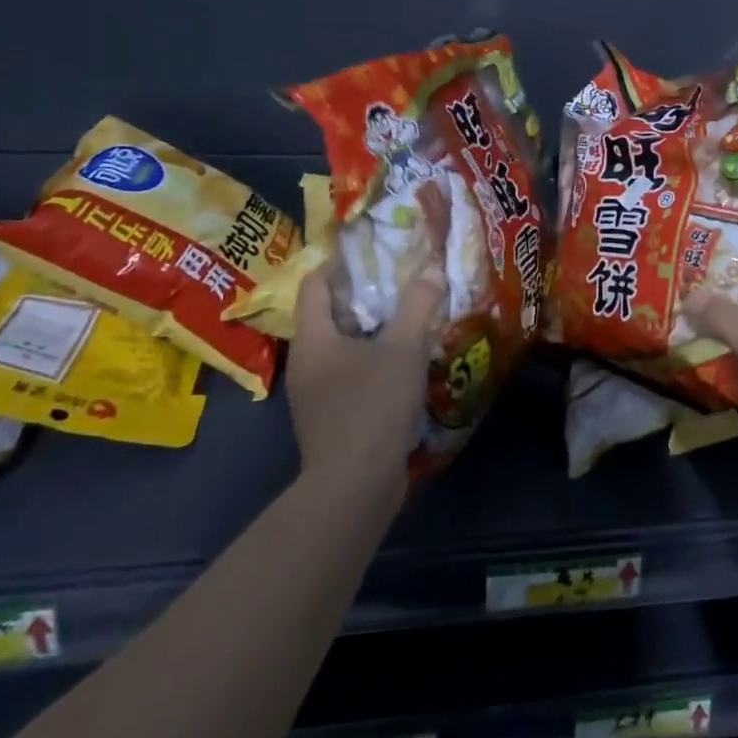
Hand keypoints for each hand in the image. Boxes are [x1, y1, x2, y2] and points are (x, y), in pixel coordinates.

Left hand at [287, 265, 444, 498]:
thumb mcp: (403, 349)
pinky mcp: (332, 419)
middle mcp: (307, 364)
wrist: (354, 487)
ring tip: (409, 316)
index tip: (372, 250)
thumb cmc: (371, 406)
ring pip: (343, 347)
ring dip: (372, 331)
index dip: (339, 263)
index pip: (314, 285)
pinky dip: (373, 361)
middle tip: (401, 279)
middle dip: (363, 296)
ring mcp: (316, 395)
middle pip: (329, 315)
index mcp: (314, 340)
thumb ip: (418, 306)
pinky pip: (351, 375)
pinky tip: (404, 362)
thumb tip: (431, 271)